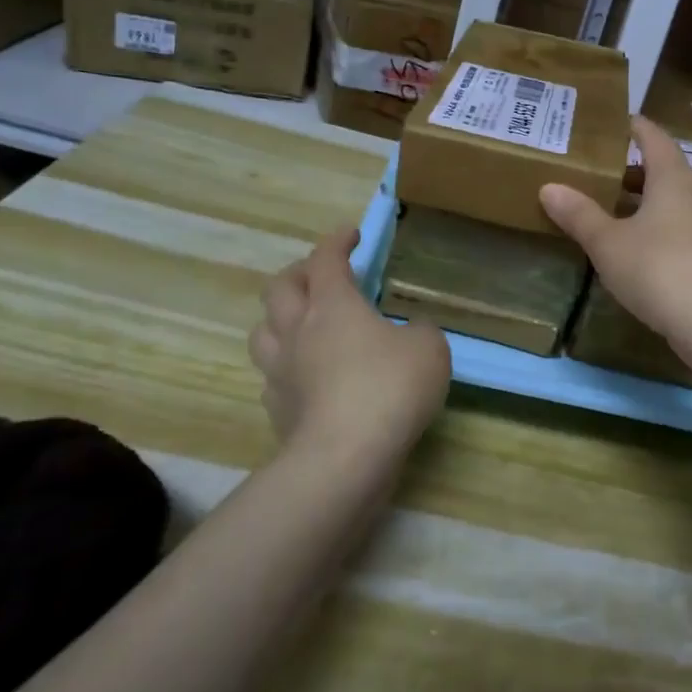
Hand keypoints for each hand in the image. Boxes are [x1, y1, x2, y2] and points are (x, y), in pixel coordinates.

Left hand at [249, 229, 450, 449]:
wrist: (345, 457)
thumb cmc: (389, 388)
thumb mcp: (429, 348)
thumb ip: (420, 330)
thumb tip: (411, 331)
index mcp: (333, 305)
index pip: (326, 258)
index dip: (337, 241)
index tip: (351, 234)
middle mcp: (297, 330)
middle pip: (280, 287)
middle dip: (300, 273)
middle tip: (320, 276)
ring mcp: (280, 371)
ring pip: (262, 331)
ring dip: (280, 319)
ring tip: (300, 323)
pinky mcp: (277, 410)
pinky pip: (271, 377)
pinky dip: (285, 367)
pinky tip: (303, 375)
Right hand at [539, 117, 691, 350]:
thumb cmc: (659, 269)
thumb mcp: (608, 244)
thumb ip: (580, 215)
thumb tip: (549, 187)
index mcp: (674, 179)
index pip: (655, 140)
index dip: (638, 129)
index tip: (624, 121)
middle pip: (671, 174)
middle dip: (641, 175)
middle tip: (609, 179)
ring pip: (684, 207)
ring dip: (657, 208)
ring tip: (626, 219)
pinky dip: (673, 236)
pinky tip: (655, 258)